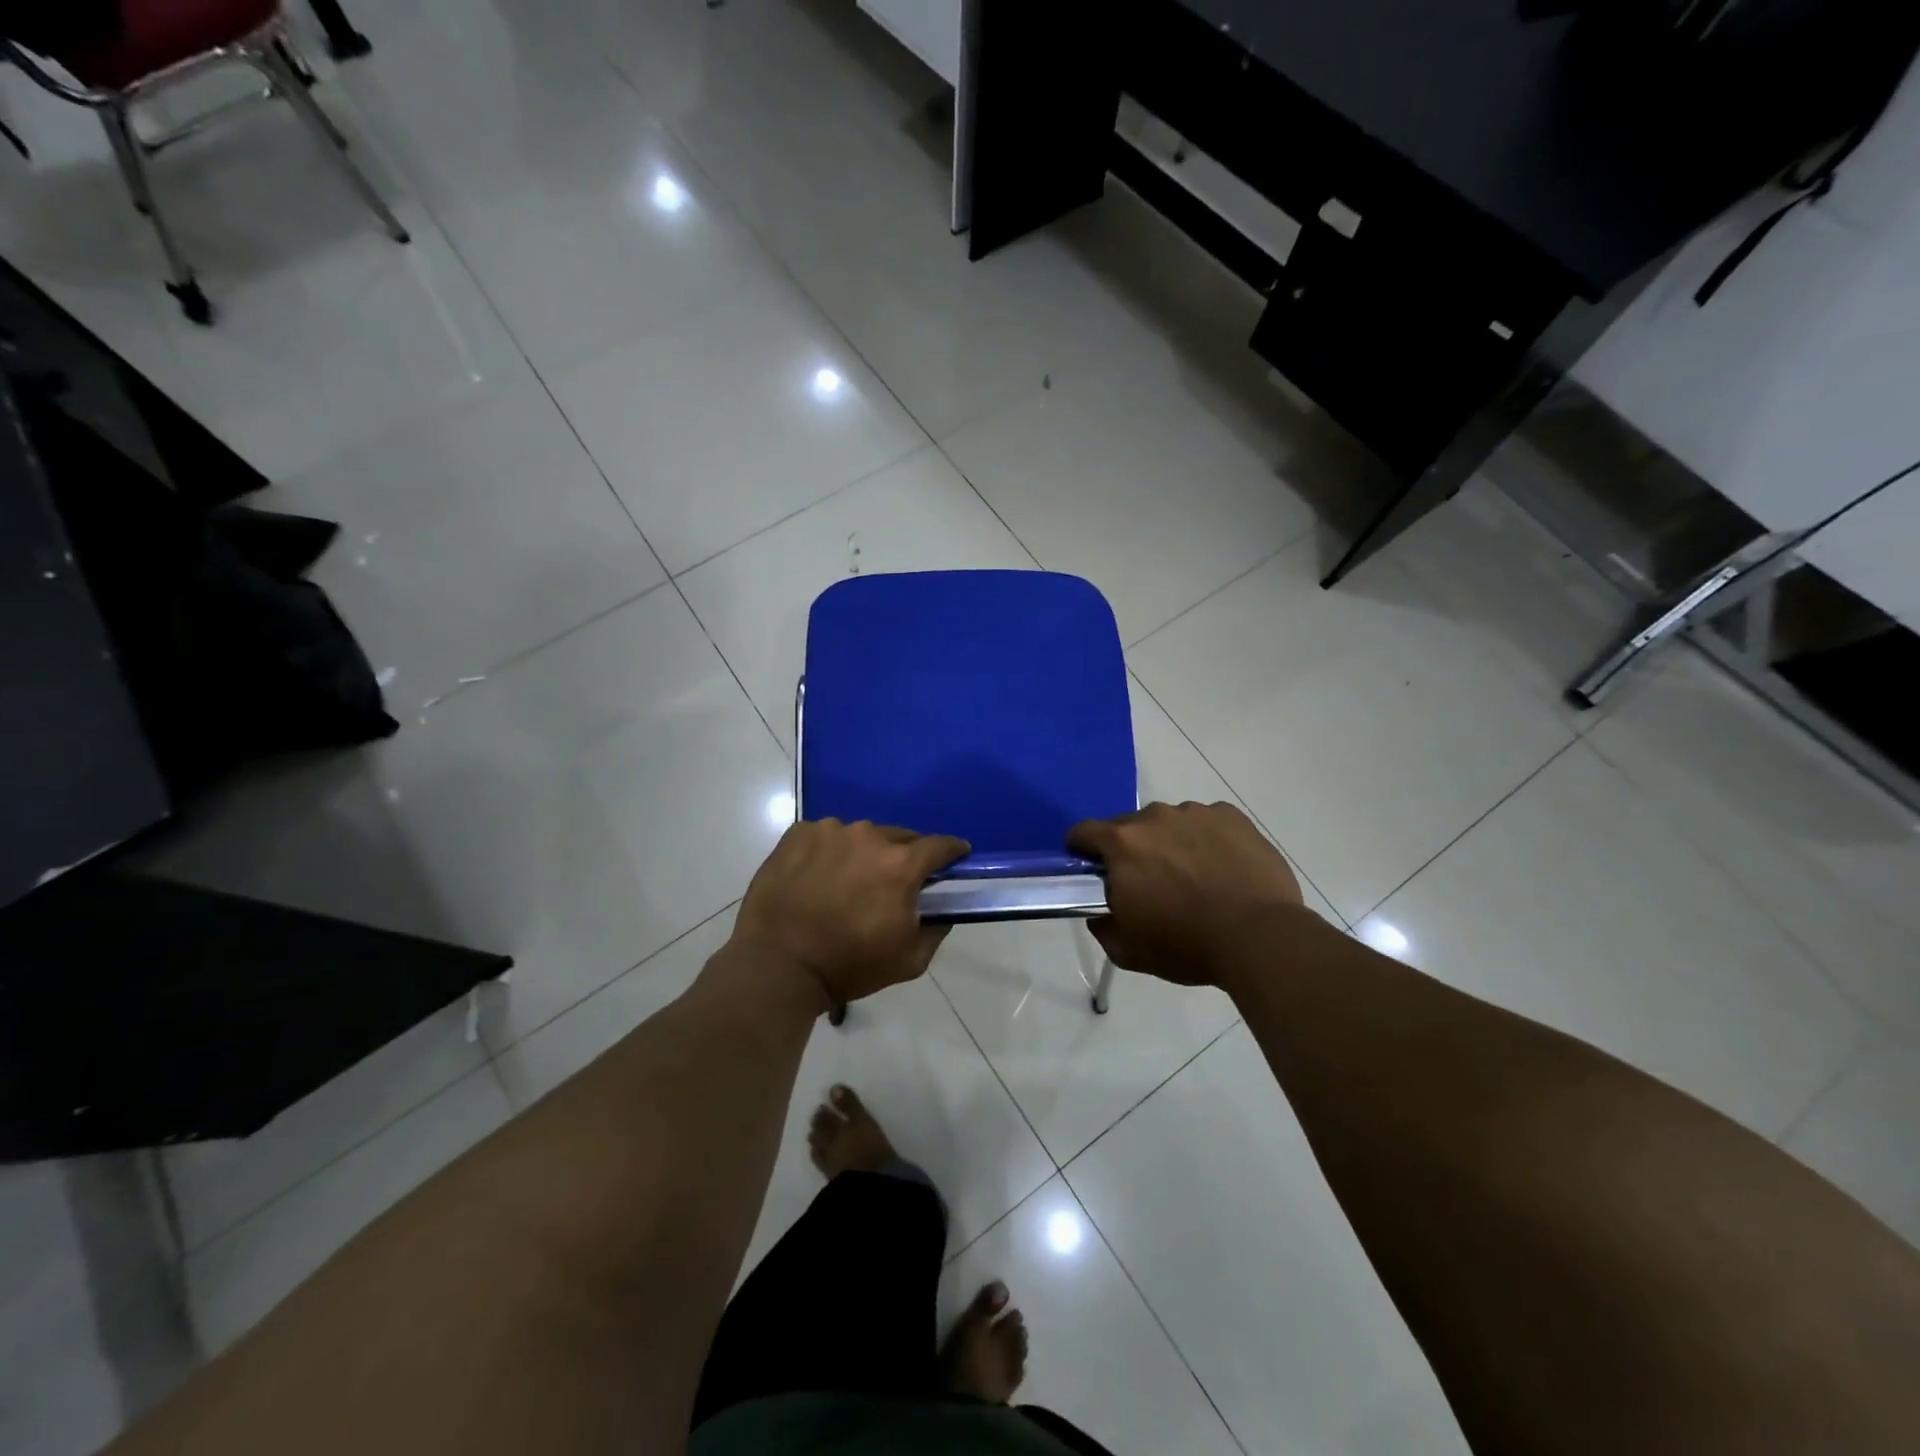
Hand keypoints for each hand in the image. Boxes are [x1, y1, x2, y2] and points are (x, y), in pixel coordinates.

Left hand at [731, 819, 968, 1010]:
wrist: (778, 965)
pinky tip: (818, 876)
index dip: (952, 851)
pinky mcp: (798, 833)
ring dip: (864, 852)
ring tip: (850, 880)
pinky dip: (829, 851)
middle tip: (896, 880)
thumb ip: (936, 930)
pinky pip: (825, 836)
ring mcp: (829, 831)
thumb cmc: (848, 965)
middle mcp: (868, 836)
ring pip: (861, 835)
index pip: (939, 845)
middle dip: (905, 855)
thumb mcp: (909, 961)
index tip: (956, 856)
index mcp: (900, 864)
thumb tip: (943, 910)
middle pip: (900, 837)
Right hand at [1067, 801, 1305, 986]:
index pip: (1083, 832)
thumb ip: (1103, 928)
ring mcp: (1196, 813)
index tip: (1093, 870)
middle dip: (1131, 851)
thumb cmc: (1187, 945)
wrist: (1260, 937)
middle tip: (1150, 884)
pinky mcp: (1232, 817)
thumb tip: (1100, 915)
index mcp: (1123, 844)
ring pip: (1170, 823)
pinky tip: (1222, 869)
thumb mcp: (1130, 951)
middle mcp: (1155, 817)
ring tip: (1194, 877)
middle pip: (1129, 827)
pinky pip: (1207, 822)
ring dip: (1171, 843)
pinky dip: (1206, 840)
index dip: (1081, 850)